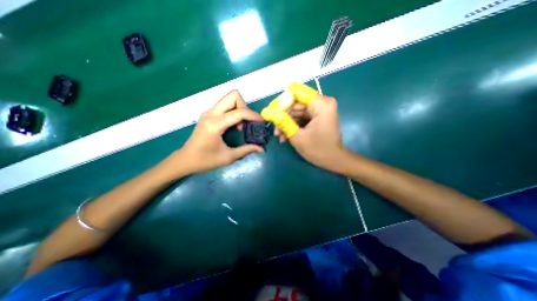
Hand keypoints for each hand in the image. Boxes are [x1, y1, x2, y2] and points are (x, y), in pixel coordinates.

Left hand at [173, 91, 263, 172]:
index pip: (239, 112)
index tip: (262, 122)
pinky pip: (225, 105)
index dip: (253, 115)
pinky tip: (233, 125)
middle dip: (245, 107)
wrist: (185, 160)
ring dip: (239, 108)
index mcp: (215, 124)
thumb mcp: (228, 157)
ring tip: (240, 125)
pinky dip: (233, 111)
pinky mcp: (208, 114)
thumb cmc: (205, 160)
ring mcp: (208, 112)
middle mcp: (211, 113)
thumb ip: (246, 150)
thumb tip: (262, 149)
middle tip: (247, 122)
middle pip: (233, 96)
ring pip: (229, 98)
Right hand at [276, 95, 348, 172]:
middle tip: (274, 128)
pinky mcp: (318, 116)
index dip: (281, 102)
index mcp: (321, 104)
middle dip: (283, 115)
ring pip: (297, 110)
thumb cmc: (318, 150)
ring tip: (279, 135)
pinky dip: (293, 124)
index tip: (271, 113)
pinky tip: (285, 135)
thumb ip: (283, 122)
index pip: (296, 92)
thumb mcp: (297, 136)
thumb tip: (268, 112)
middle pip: (296, 102)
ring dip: (286, 122)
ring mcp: (320, 109)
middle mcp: (322, 102)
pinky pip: (301, 116)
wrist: (334, 160)